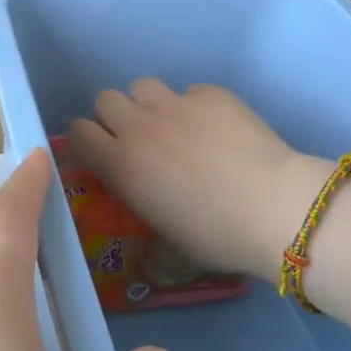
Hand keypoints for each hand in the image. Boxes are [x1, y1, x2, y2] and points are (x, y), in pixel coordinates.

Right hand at [67, 80, 329, 283]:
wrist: (272, 205)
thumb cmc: (215, 236)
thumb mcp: (172, 257)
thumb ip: (150, 256)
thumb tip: (146, 264)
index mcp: (120, 164)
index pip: (78, 133)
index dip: (85, 141)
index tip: (100, 156)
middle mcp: (140, 126)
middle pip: (105, 99)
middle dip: (115, 116)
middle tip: (138, 140)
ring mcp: (176, 104)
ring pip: (143, 86)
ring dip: (149, 104)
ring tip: (173, 127)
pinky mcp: (211, 94)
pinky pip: (190, 91)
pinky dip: (195, 106)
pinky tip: (216, 129)